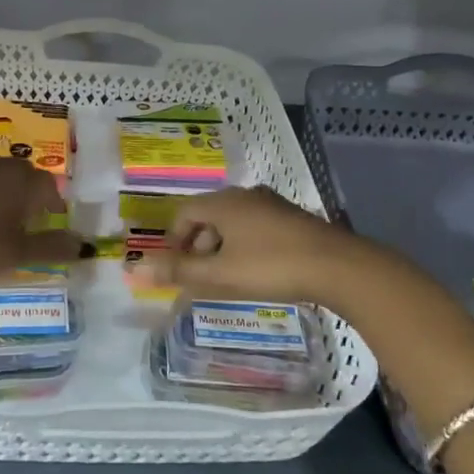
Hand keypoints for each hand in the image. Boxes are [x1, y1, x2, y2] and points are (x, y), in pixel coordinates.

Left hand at [0, 157, 83, 287]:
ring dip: (4, 196)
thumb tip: (85, 246)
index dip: (55, 204)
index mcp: (21, 181)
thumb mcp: (16, 253)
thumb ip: (50, 247)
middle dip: (30, 195)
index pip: (49, 185)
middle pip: (23, 176)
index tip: (54, 223)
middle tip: (31, 222)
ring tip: (2, 224)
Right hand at [132, 186, 373, 306]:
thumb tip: (136, 269)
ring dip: (220, 248)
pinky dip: (243, 246)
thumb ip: (178, 272)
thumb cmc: (271, 267)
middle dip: (196, 246)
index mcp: (223, 202)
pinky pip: (254, 227)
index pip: (184, 212)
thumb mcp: (220, 274)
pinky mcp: (292, 218)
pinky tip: (255, 271)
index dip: (172, 240)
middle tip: (197, 277)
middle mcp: (245, 195)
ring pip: (232, 222)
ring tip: (225, 278)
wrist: (337, 266)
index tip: (174, 268)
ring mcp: (271, 204)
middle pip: (208, 216)